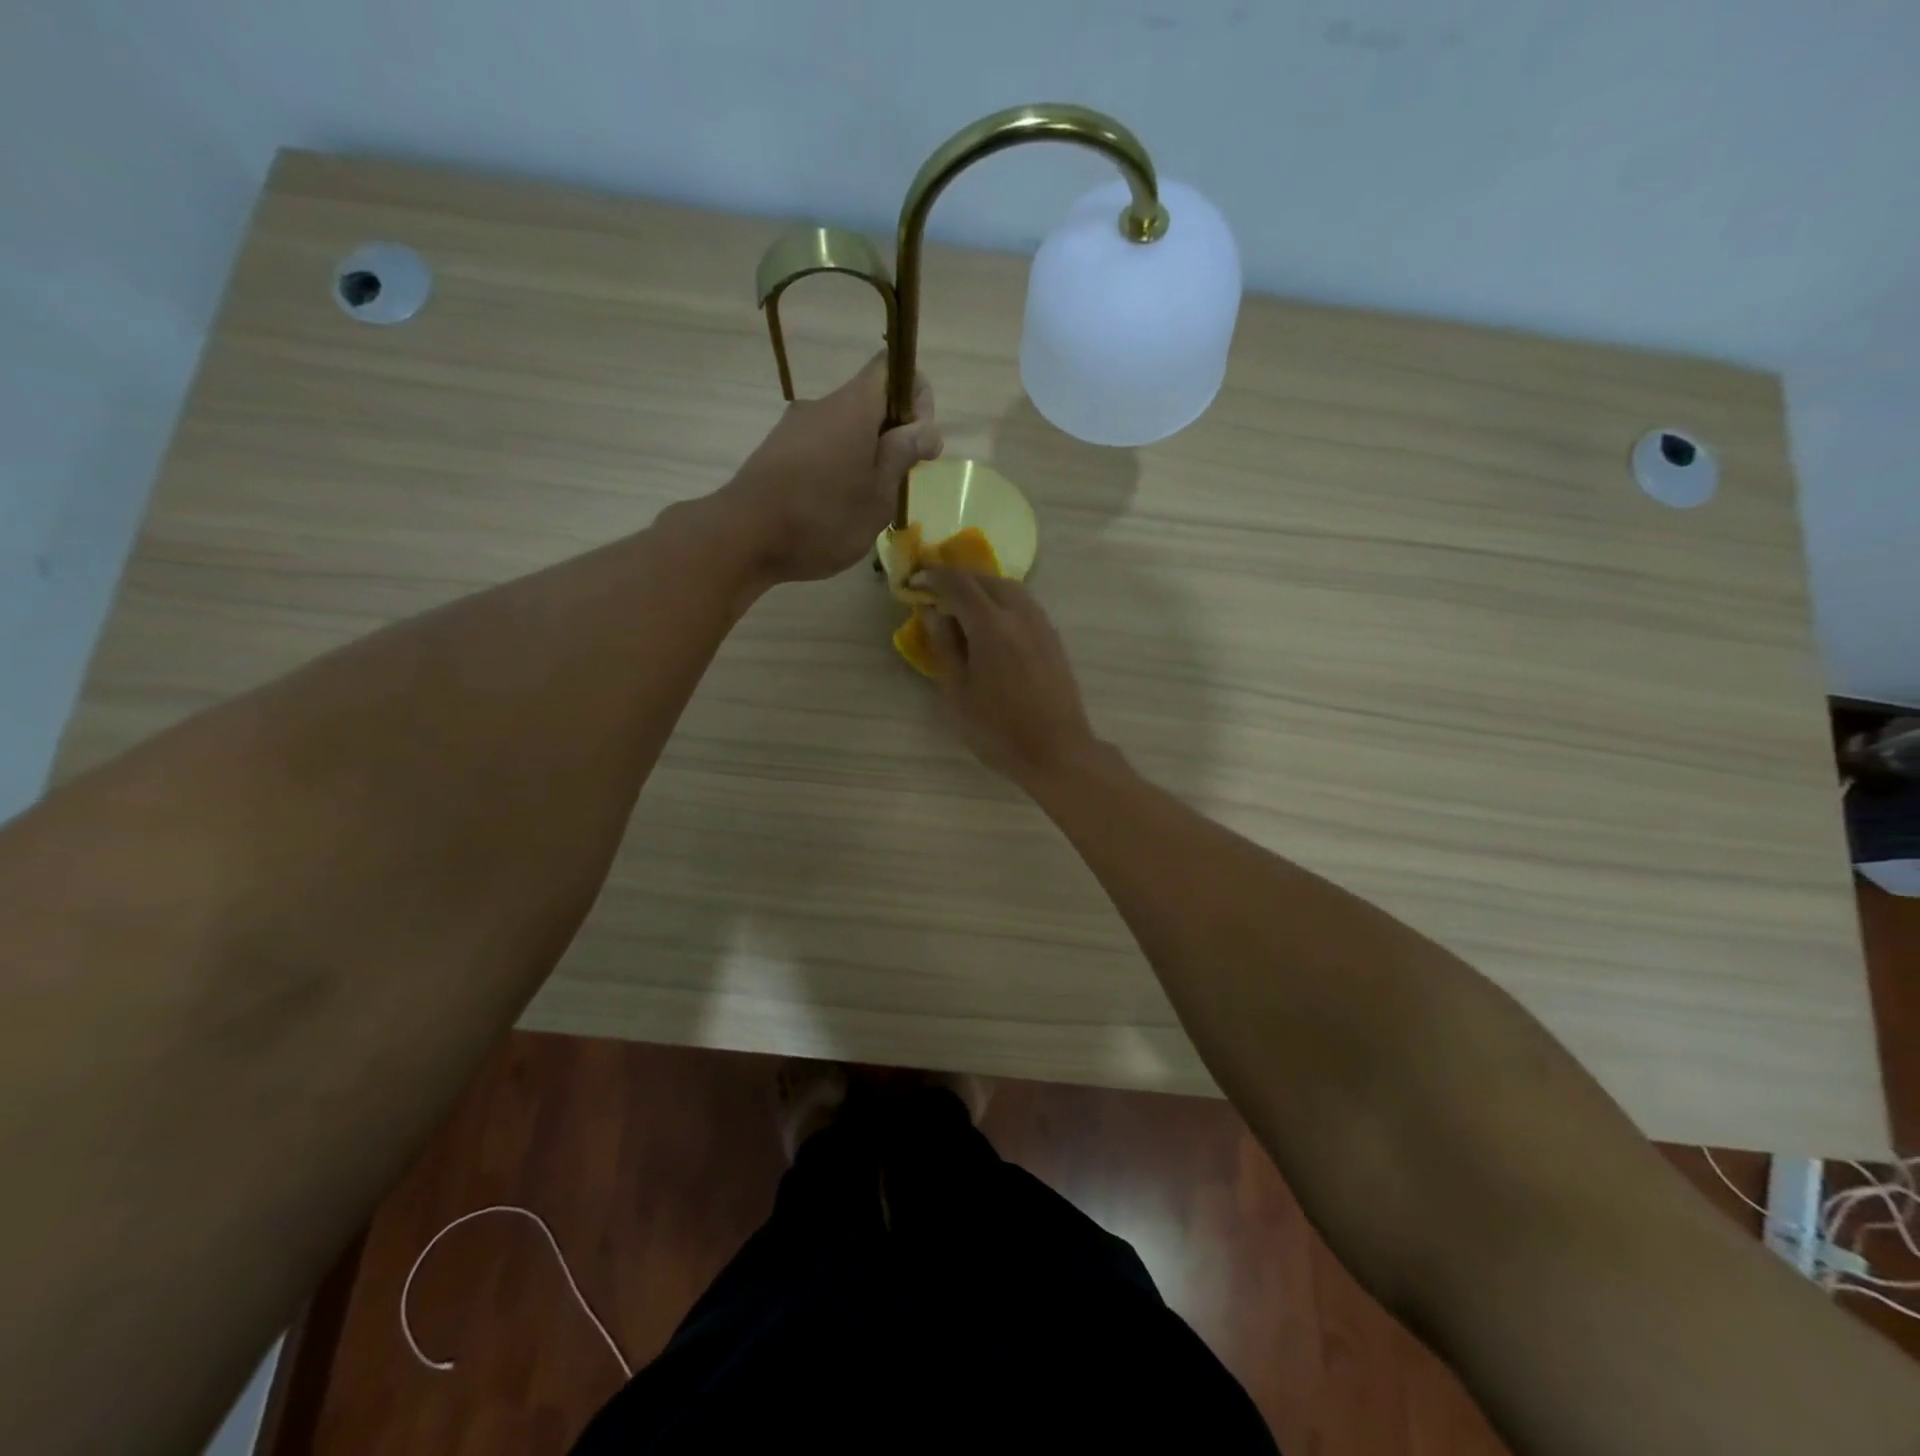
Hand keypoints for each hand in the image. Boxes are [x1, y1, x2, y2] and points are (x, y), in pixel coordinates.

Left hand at [718, 354, 940, 585]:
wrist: (743, 537)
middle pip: (869, 402)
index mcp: (853, 407)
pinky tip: (833, 509)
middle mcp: (822, 406)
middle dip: (892, 436)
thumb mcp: (878, 495)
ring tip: (865, 504)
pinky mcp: (776, 452)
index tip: (919, 442)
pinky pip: (820, 449)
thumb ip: (902, 455)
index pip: (891, 367)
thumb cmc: (822, 518)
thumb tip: (925, 428)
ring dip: (864, 457)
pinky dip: (837, 469)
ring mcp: (794, 428)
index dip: (916, 396)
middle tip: (897, 484)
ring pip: (844, 430)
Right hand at [914, 569, 1100, 787]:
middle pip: (986, 579)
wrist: (1056, 750)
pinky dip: (1002, 600)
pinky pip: (1024, 604)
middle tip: (935, 591)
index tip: (914, 580)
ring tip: (962, 604)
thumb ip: (945, 647)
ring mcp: (1041, 624)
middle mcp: (1019, 614)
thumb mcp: (958, 693)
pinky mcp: (1052, 637)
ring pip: (1009, 588)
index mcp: (991, 625)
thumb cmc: (998, 730)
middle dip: (957, 579)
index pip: (958, 584)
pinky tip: (992, 622)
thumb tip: (934, 612)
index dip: (933, 577)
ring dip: (982, 587)